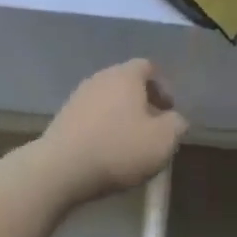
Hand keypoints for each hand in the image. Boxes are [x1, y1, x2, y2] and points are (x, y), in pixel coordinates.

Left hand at [31, 60, 186, 204]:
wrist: (59, 169)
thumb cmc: (118, 149)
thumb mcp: (162, 141)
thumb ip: (177, 125)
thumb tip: (175, 120)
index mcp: (126, 75)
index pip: (148, 67)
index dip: (163, 87)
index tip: (169, 112)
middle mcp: (101, 77)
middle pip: (127, 82)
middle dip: (142, 103)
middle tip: (152, 128)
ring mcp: (78, 96)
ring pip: (108, 100)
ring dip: (121, 116)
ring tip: (129, 144)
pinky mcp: (62, 117)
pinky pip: (91, 116)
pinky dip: (102, 128)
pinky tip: (106, 152)